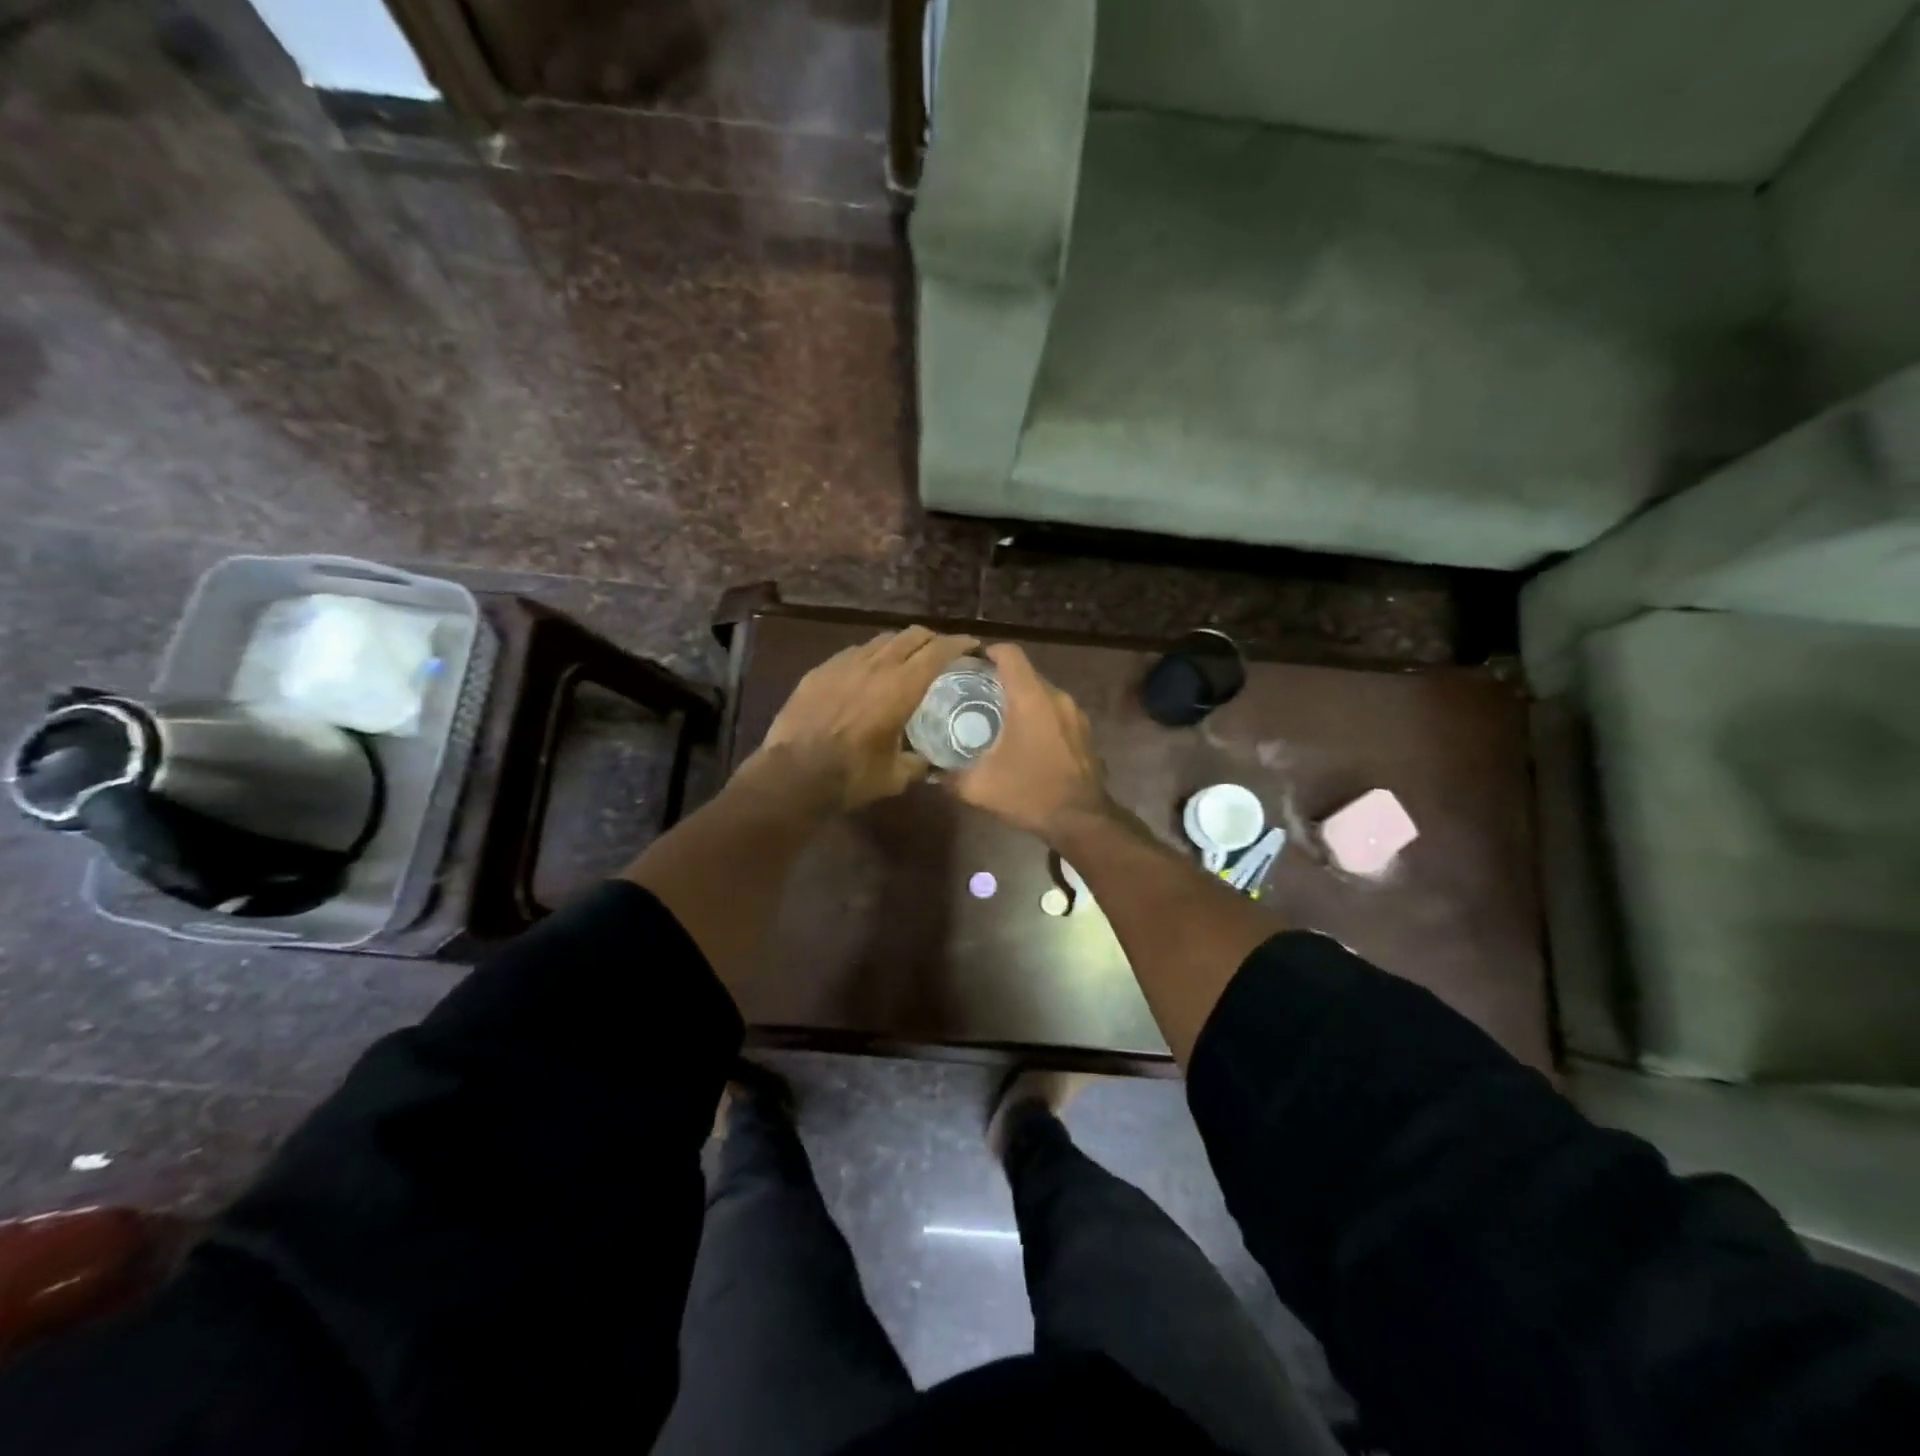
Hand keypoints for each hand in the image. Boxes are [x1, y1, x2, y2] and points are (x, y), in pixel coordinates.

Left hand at [751, 625, 978, 810]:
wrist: (793, 774)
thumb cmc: (852, 776)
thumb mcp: (895, 776)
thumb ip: (917, 763)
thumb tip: (928, 762)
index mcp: (902, 687)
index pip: (938, 651)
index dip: (958, 644)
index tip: (972, 645)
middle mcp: (876, 666)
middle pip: (911, 635)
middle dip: (931, 639)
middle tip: (941, 651)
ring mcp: (844, 664)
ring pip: (881, 640)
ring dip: (900, 645)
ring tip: (905, 659)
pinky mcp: (820, 671)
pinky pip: (853, 653)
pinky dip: (870, 656)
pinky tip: (868, 672)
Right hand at [948, 644, 1111, 840]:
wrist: (1082, 821)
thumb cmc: (1030, 794)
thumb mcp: (980, 788)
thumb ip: (950, 777)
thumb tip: (929, 773)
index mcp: (1031, 699)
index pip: (1010, 654)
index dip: (989, 651)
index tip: (970, 663)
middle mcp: (1056, 698)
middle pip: (1027, 673)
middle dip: (1002, 679)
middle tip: (976, 694)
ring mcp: (1076, 714)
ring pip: (1043, 693)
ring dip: (1022, 699)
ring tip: (998, 717)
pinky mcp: (1085, 732)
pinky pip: (1057, 712)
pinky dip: (1039, 716)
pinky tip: (1025, 739)